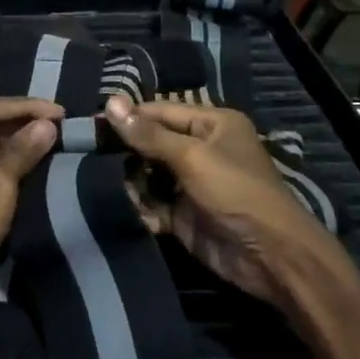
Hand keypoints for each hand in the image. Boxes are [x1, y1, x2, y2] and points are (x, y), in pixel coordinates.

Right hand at [105, 97, 334, 309]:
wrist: (270, 256)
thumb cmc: (235, 191)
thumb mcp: (192, 157)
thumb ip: (149, 134)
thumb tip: (110, 101)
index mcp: (212, 124)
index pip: (161, 112)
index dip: (129, 116)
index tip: (92, 121)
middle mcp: (202, 150)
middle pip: (153, 142)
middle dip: (124, 150)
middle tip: (89, 152)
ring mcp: (192, 184)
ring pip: (149, 174)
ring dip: (128, 180)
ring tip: (99, 180)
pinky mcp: (183, 215)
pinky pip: (152, 204)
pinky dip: (138, 207)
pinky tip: (121, 208)